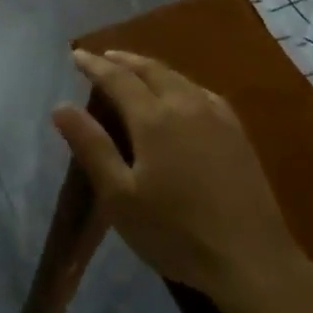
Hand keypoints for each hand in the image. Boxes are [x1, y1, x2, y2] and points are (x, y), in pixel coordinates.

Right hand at [52, 50, 305, 305]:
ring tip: (135, 70)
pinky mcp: (238, 133)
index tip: (76, 55)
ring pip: (179, 78)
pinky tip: (182, 94)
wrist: (250, 258)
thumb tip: (61, 107)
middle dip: (124, 60)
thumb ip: (92, 147)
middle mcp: (187, 105)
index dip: (94, 65)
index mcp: (155, 118)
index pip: (118, 79)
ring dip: (152, 68)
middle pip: (151, 70)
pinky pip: (202, 93)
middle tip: (103, 57)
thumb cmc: (175, 232)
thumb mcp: (120, 197)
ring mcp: (218, 117)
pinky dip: (180, 83)